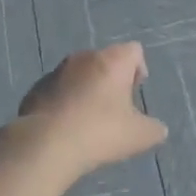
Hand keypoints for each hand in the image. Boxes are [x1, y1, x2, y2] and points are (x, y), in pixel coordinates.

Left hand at [13, 42, 168, 178]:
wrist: (45, 145)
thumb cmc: (99, 132)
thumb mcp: (138, 136)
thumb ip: (154, 129)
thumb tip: (159, 129)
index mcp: (112, 61)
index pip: (134, 50)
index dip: (138, 69)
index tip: (135, 92)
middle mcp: (84, 57)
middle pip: (106, 60)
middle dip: (112, 80)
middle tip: (115, 109)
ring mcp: (57, 70)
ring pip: (80, 73)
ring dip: (87, 89)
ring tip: (88, 120)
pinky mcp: (37, 87)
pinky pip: (59, 89)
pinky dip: (66, 101)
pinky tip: (66, 127)